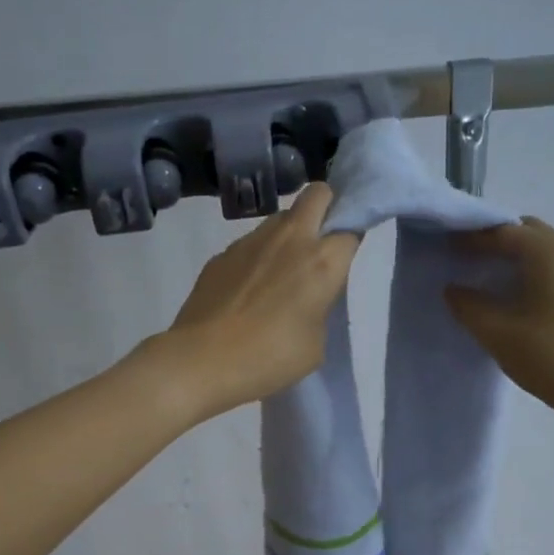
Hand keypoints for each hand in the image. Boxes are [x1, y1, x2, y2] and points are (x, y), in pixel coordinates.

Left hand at [155, 183, 360, 420]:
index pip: (351, 229)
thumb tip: (306, 296)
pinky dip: (258, 256)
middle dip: (326, 207)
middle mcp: (290, 238)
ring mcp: (251, 241)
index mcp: (322, 261)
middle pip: (318, 194)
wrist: (202, 360)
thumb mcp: (315, 343)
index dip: (350, 241)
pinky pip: (251, 242)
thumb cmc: (270, 358)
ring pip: (281, 216)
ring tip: (280, 271)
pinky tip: (247, 290)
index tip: (346, 259)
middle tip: (320, 242)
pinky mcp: (222, 253)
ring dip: (289, 232)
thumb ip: (319, 308)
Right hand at [445, 217, 553, 422]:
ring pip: (543, 249)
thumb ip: (468, 305)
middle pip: (525, 233)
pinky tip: (519, 295)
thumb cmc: (549, 355)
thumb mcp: (496, 331)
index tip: (445, 249)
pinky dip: (533, 270)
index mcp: (549, 250)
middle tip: (466, 261)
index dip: (471, 239)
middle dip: (495, 242)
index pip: (502, 232)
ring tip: (489, 278)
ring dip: (516, 256)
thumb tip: (453, 289)